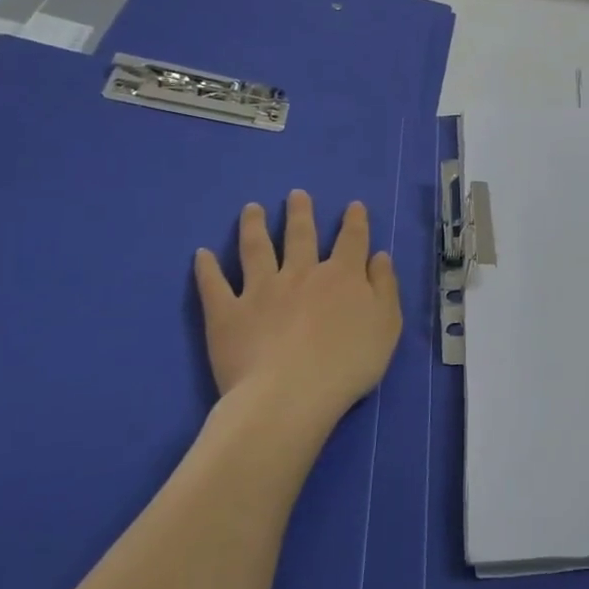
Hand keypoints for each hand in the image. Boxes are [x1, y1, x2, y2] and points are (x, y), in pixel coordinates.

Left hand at [193, 191, 402, 436]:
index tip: (353, 205)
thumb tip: (380, 256)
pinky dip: (206, 268)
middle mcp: (301, 273)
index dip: (355, 221)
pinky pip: (214, 285)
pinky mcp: (227, 313)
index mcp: (342, 276)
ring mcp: (260, 290)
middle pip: (301, 235)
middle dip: (300, 213)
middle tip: (296, 195)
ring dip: (254, 226)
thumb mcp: (386, 325)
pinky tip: (201, 254)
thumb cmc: (348, 364)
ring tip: (251, 209)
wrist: (291, 394)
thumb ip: (384, 288)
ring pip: (256, 249)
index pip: (352, 240)